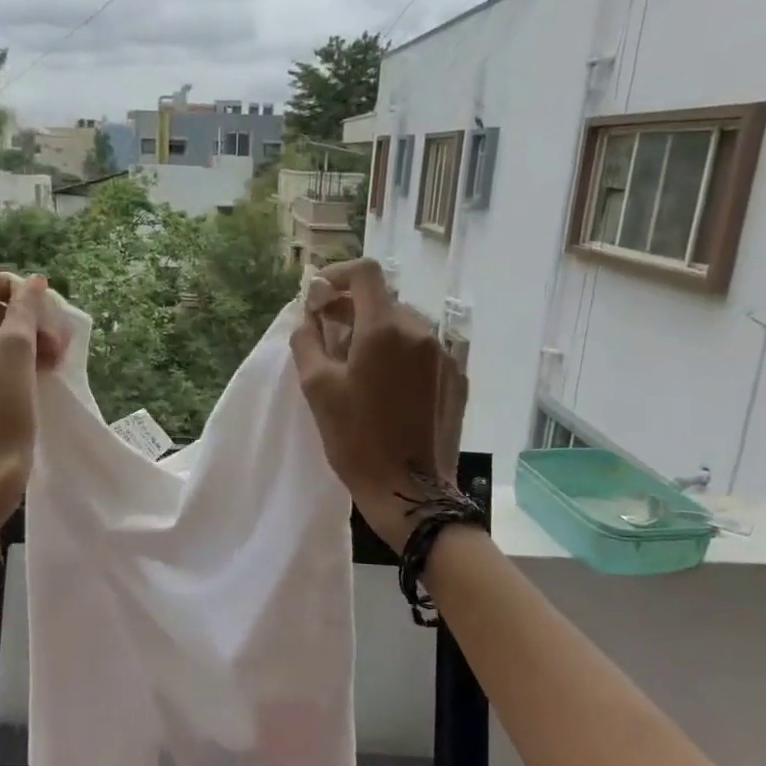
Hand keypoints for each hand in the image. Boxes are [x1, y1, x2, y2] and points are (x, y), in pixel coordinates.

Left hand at [0, 264, 60, 521]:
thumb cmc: (5, 404)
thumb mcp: (20, 349)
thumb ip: (25, 307)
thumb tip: (32, 281)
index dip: (7, 284)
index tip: (36, 309)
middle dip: (14, 318)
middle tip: (51, 343)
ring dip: (6, 342)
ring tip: (42, 364)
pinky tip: (16, 383)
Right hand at [289, 259, 467, 549]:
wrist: (411, 491)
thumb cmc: (357, 440)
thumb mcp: (317, 389)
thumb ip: (308, 340)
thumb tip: (310, 316)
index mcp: (385, 329)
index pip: (366, 273)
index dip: (339, 274)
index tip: (320, 295)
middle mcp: (421, 331)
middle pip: (384, 301)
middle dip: (353, 310)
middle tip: (329, 337)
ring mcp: (445, 355)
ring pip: (405, 326)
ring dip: (378, 333)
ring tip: (358, 367)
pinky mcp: (457, 378)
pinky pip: (423, 351)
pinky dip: (401, 355)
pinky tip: (388, 387)